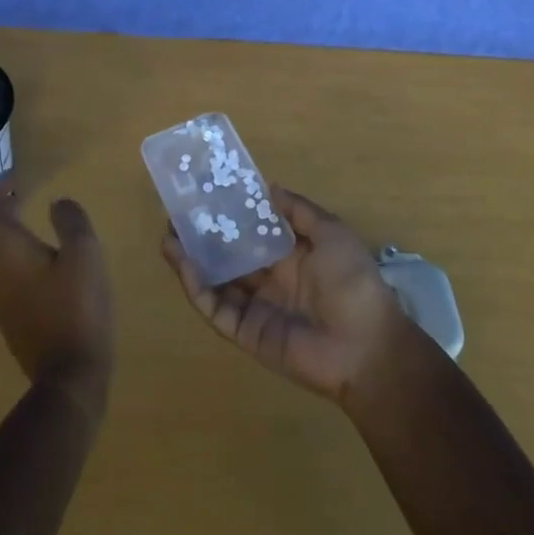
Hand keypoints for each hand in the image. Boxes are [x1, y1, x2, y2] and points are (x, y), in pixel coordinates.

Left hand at [0, 178, 113, 417]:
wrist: (68, 372)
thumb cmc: (78, 305)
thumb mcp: (85, 253)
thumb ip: (70, 221)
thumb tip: (57, 203)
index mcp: (5, 249)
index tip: (16, 179)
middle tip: (13, 201)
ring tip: (17, 226)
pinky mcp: (1, 316)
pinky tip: (24, 260)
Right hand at [161, 184, 408, 405]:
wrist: (366, 347)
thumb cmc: (353, 282)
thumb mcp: (332, 234)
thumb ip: (299, 211)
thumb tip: (268, 187)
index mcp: (292, 256)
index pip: (253, 230)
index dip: (230, 213)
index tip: (206, 193)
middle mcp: (271, 279)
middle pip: (229, 254)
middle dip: (203, 236)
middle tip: (176, 215)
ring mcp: (256, 307)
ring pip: (216, 280)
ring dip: (191, 260)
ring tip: (167, 236)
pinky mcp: (246, 332)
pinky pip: (216, 308)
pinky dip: (197, 287)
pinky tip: (183, 264)